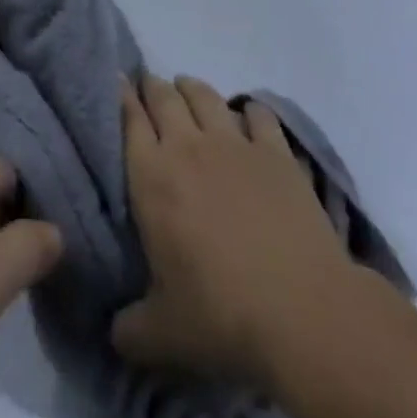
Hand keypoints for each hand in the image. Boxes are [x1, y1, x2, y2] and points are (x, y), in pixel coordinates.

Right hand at [111, 74, 360, 393]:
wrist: (303, 313)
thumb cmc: (222, 317)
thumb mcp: (162, 335)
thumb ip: (129, 327)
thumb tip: (113, 330)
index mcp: (151, 176)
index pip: (127, 116)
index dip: (119, 94)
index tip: (115, 82)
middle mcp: (187, 145)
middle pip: (163, 95)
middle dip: (151, 87)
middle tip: (148, 91)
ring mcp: (234, 143)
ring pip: (204, 94)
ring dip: (191, 89)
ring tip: (187, 93)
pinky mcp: (275, 152)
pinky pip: (257, 114)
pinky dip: (248, 111)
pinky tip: (247, 118)